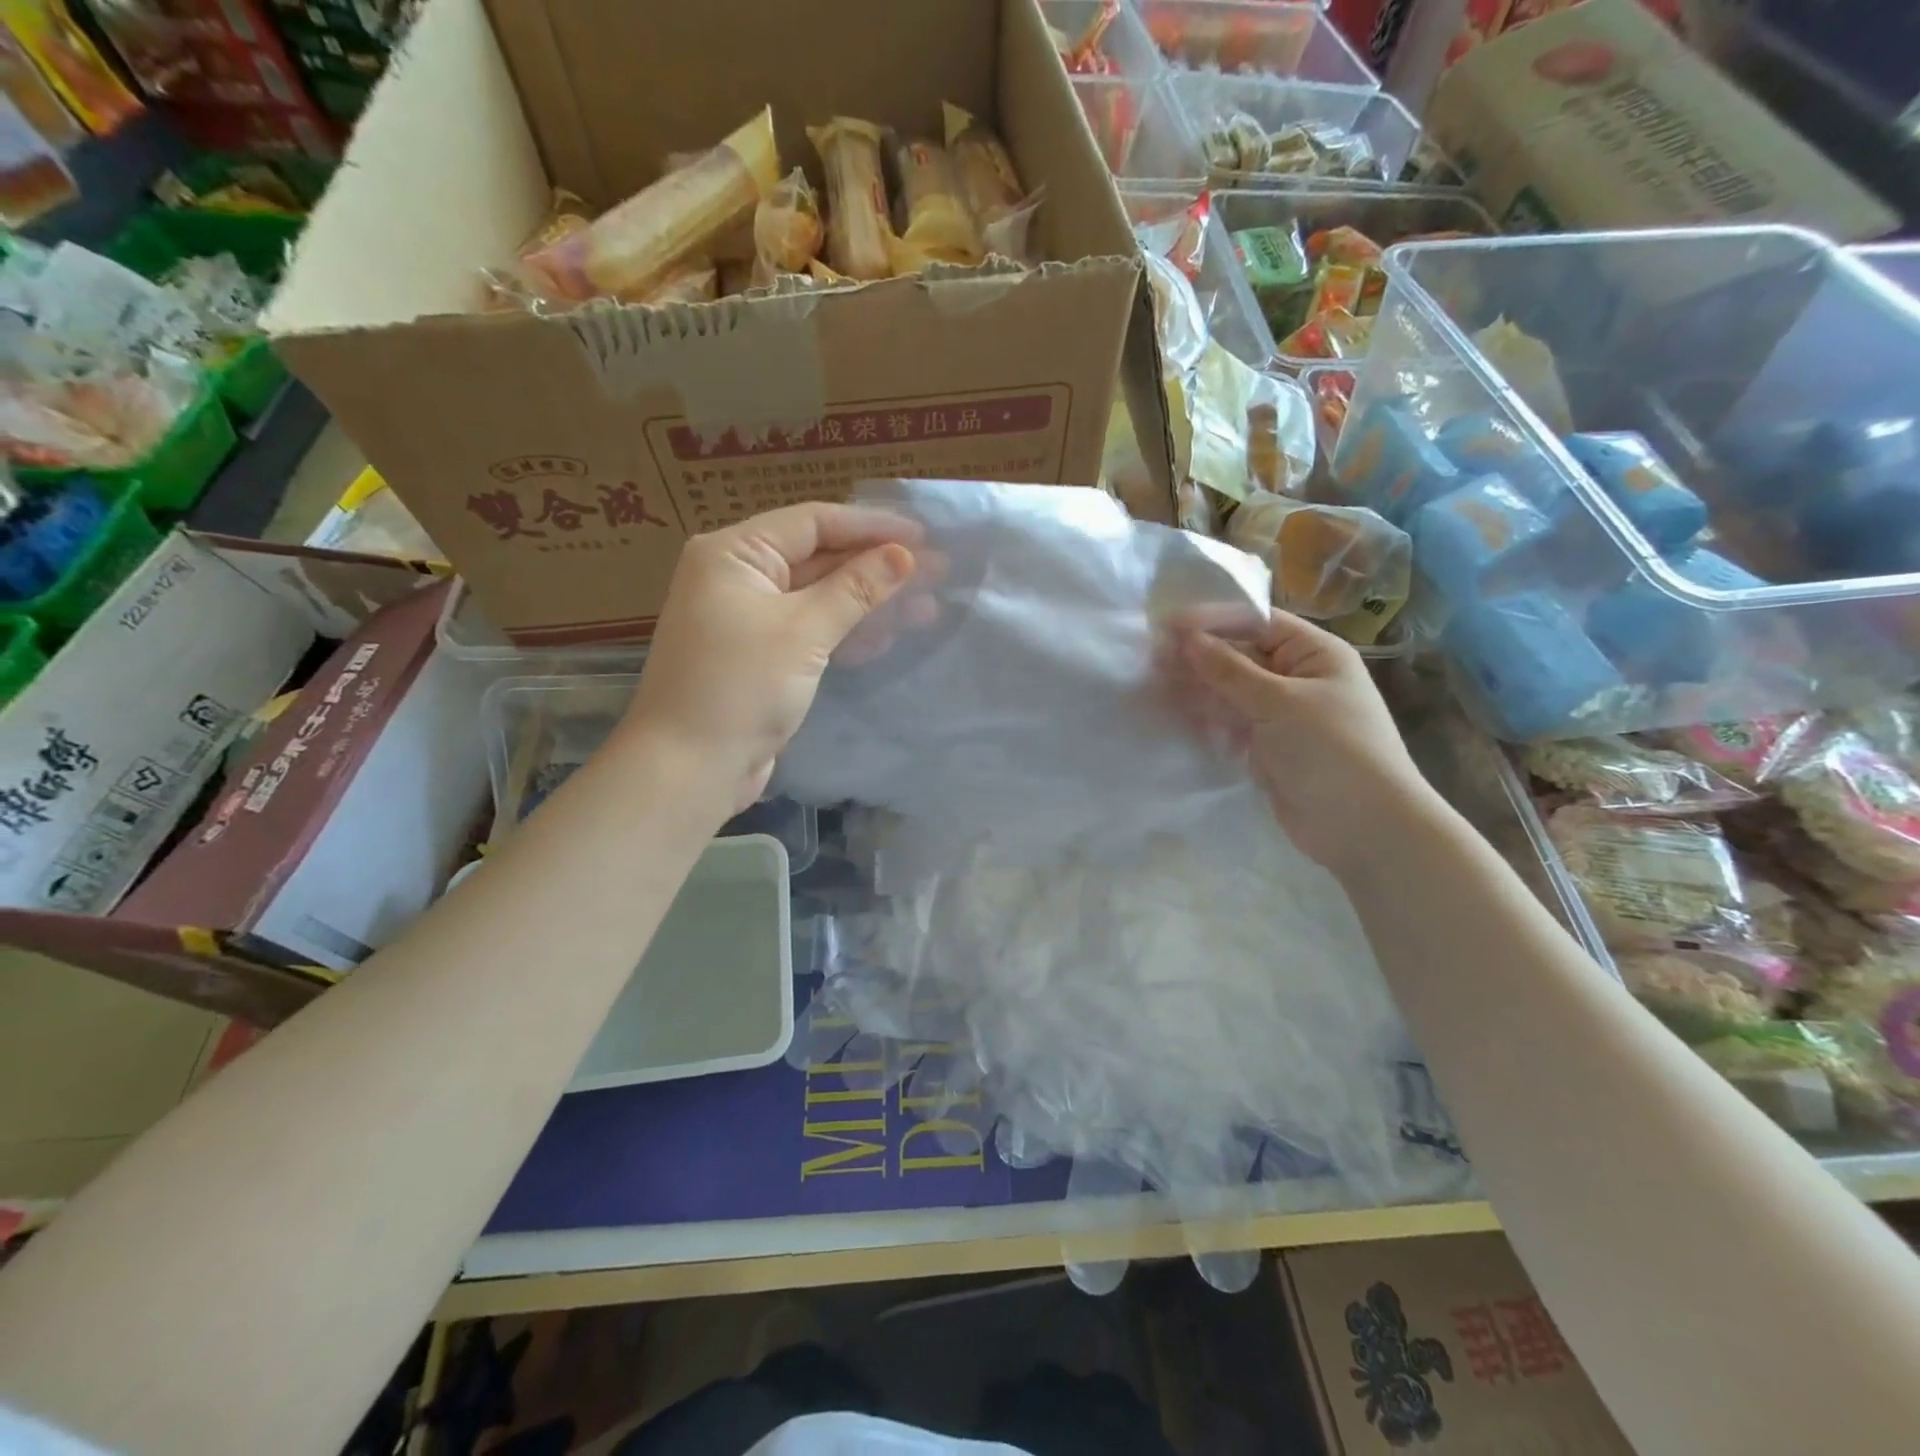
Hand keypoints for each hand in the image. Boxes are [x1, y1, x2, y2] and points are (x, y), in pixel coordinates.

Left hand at [624, 502, 922, 814]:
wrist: (689, 768)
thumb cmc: (741, 686)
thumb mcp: (803, 631)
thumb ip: (855, 588)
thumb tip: (903, 555)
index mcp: (734, 553)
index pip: (812, 522)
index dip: (870, 526)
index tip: (923, 535)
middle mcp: (737, 577)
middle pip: (818, 557)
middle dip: (875, 566)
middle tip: (936, 571)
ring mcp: (747, 619)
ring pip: (818, 597)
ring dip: (869, 601)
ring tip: (926, 607)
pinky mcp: (760, 656)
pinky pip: (810, 629)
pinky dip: (845, 630)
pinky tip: (888, 636)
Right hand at [1176, 612, 1437, 873]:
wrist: (1364, 828)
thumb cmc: (1331, 750)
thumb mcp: (1278, 702)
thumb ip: (1228, 670)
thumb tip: (1185, 637)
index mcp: (1315, 654)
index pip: (1257, 623)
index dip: (1212, 621)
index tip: (1165, 625)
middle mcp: (1298, 678)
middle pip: (1240, 657)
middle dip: (1197, 657)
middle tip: (1148, 659)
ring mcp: (1282, 716)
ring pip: (1230, 692)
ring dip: (1195, 689)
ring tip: (1150, 686)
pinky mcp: (1267, 748)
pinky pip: (1230, 724)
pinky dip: (1204, 719)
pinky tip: (1172, 716)